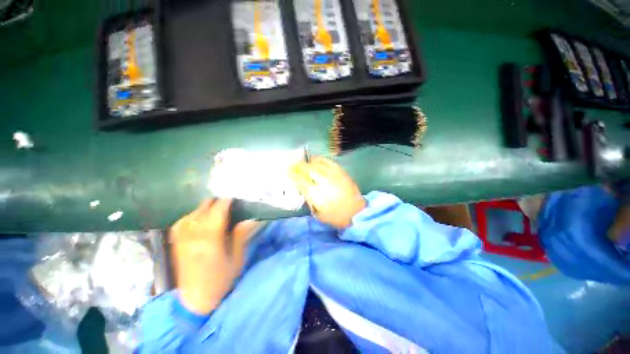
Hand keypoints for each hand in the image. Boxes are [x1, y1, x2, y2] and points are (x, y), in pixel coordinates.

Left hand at [170, 199, 256, 314]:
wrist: (194, 301)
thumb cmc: (220, 280)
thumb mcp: (237, 258)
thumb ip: (241, 235)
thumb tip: (249, 218)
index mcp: (210, 239)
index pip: (218, 210)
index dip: (228, 201)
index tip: (236, 197)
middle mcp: (193, 234)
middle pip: (204, 207)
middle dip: (218, 202)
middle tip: (230, 205)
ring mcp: (181, 238)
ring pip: (193, 212)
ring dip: (207, 208)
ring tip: (217, 210)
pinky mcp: (176, 242)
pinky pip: (183, 220)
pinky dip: (194, 215)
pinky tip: (200, 219)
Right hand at [290, 157, 365, 228]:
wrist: (357, 213)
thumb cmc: (336, 217)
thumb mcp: (318, 214)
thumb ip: (309, 199)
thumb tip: (302, 186)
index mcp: (317, 196)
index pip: (301, 181)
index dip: (293, 175)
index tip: (288, 171)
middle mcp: (325, 183)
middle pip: (309, 169)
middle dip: (299, 165)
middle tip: (294, 164)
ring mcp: (335, 176)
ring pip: (318, 163)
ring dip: (309, 161)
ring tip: (304, 161)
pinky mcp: (342, 172)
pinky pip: (329, 162)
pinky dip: (321, 159)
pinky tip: (316, 159)